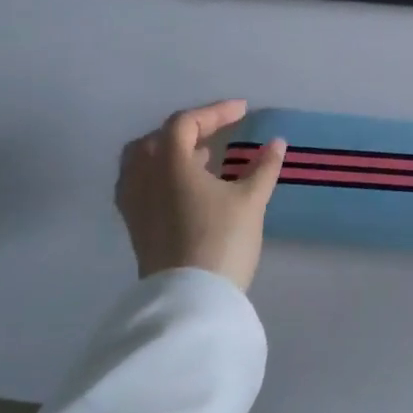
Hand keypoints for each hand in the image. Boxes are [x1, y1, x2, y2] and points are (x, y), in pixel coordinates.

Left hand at [116, 100, 286, 288]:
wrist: (191, 300)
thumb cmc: (221, 240)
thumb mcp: (251, 200)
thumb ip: (263, 167)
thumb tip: (276, 143)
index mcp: (168, 165)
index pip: (184, 124)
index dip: (215, 112)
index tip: (243, 111)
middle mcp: (143, 180)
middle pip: (155, 141)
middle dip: (186, 131)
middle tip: (215, 134)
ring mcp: (135, 207)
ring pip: (142, 165)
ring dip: (171, 154)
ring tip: (201, 160)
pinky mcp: (137, 229)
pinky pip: (141, 187)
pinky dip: (162, 177)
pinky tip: (187, 191)